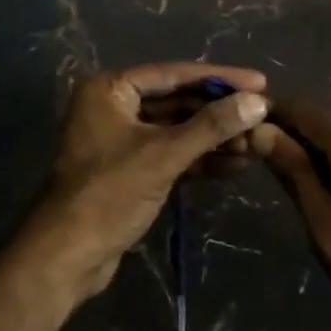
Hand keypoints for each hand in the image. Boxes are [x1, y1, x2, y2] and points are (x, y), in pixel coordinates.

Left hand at [24, 62, 268, 302]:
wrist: (68, 257)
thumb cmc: (110, 193)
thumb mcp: (164, 155)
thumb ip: (211, 126)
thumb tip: (258, 102)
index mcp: (110, 89)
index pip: (173, 74)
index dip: (219, 78)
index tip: (259, 81)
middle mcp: (114, 106)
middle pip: (177, 101)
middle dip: (219, 112)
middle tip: (262, 115)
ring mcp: (122, 139)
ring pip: (177, 129)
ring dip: (214, 137)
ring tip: (257, 143)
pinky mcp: (131, 169)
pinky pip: (171, 154)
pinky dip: (200, 159)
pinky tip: (237, 164)